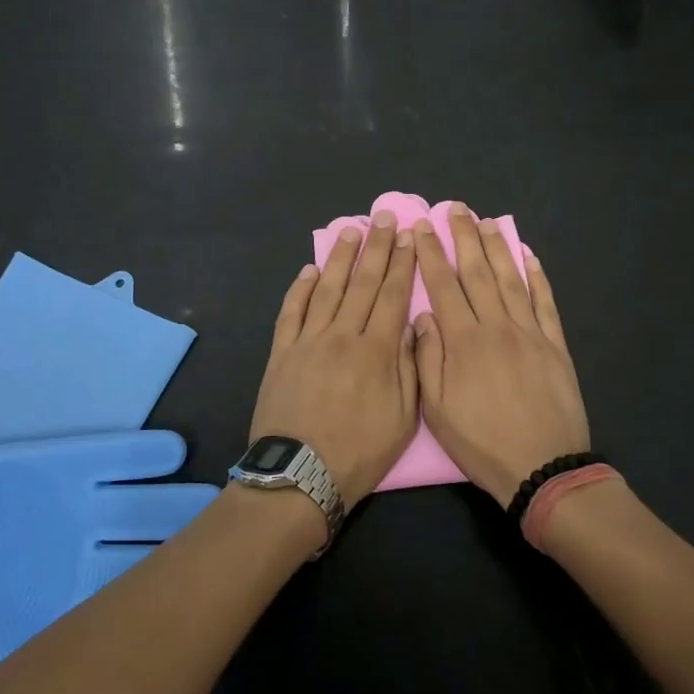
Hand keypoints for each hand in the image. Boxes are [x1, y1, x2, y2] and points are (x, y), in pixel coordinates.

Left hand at [249, 209, 419, 510]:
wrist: (299, 476)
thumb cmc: (359, 452)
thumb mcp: (403, 418)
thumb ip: (409, 366)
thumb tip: (412, 323)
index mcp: (377, 351)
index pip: (392, 296)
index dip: (402, 264)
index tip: (408, 236)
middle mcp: (343, 335)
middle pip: (362, 283)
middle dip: (376, 248)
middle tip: (383, 217)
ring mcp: (308, 341)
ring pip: (328, 289)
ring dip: (340, 258)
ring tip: (351, 230)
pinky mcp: (281, 352)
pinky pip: (291, 312)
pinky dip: (300, 288)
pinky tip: (310, 269)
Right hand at [412, 208, 590, 507]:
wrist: (543, 468)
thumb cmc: (482, 443)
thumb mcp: (438, 410)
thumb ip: (427, 358)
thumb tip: (422, 316)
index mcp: (464, 341)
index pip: (443, 286)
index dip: (431, 254)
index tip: (422, 227)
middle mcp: (496, 326)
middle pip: (477, 272)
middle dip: (464, 237)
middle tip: (455, 208)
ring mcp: (530, 332)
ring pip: (510, 279)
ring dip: (497, 248)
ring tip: (486, 222)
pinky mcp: (555, 344)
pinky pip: (545, 302)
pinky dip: (537, 276)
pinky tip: (528, 256)